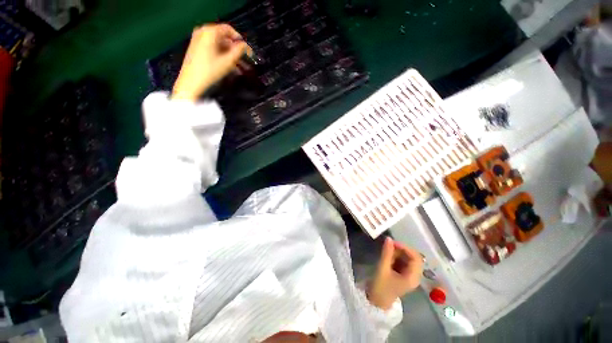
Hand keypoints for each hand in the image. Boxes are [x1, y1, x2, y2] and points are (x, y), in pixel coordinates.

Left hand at [172, 24, 250, 100]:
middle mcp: (203, 32)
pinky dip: (222, 56)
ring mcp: (198, 40)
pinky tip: (230, 67)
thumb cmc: (210, 71)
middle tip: (245, 61)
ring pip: (219, 45)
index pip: (229, 30)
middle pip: (224, 38)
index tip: (247, 50)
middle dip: (235, 49)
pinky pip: (213, 49)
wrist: (191, 82)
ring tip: (240, 67)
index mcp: (209, 32)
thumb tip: (245, 46)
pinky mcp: (197, 49)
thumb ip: (239, 51)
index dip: (240, 40)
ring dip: (231, 55)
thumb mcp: (228, 61)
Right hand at [368, 237, 423, 310]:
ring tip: (387, 251)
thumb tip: (389, 238)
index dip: (406, 248)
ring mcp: (409, 276)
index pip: (416, 258)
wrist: (376, 301)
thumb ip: (386, 253)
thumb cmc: (380, 287)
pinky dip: (396, 257)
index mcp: (412, 277)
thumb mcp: (382, 268)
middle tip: (389, 245)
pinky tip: (388, 257)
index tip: (393, 243)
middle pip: (413, 258)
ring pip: (408, 259)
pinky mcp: (404, 275)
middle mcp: (414, 276)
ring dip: (398, 253)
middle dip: (402, 250)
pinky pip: (403, 262)